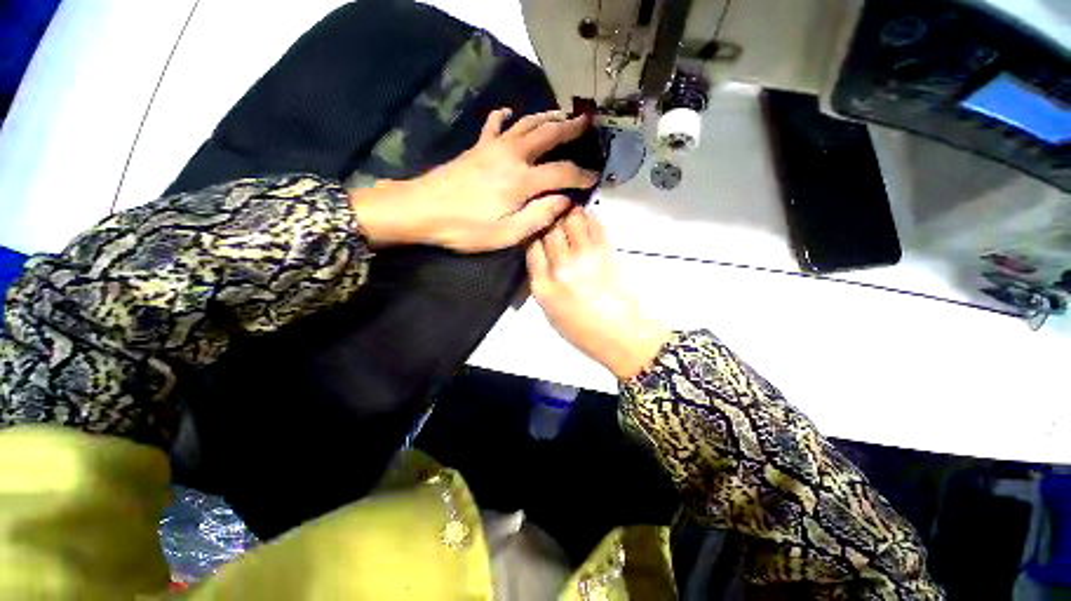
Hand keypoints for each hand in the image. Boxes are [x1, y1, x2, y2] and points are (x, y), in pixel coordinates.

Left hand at [349, 109, 598, 252]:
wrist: (421, 209)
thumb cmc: (464, 228)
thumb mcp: (505, 235)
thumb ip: (538, 217)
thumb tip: (564, 202)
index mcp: (521, 181)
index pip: (561, 172)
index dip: (581, 175)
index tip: (594, 178)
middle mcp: (512, 156)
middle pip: (547, 135)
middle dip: (570, 129)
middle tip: (588, 124)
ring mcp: (492, 147)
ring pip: (526, 124)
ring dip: (547, 117)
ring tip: (563, 114)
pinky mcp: (477, 147)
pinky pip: (494, 125)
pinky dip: (505, 117)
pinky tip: (510, 112)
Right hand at [527, 208, 671, 379]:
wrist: (621, 336)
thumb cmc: (585, 332)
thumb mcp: (551, 314)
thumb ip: (543, 284)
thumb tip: (543, 258)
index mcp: (542, 287)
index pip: (531, 247)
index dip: (534, 234)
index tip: (539, 232)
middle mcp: (559, 269)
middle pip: (549, 229)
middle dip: (551, 221)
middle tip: (555, 218)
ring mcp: (583, 258)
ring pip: (570, 219)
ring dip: (570, 215)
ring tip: (571, 216)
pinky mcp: (605, 252)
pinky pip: (594, 224)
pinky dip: (589, 218)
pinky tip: (588, 221)